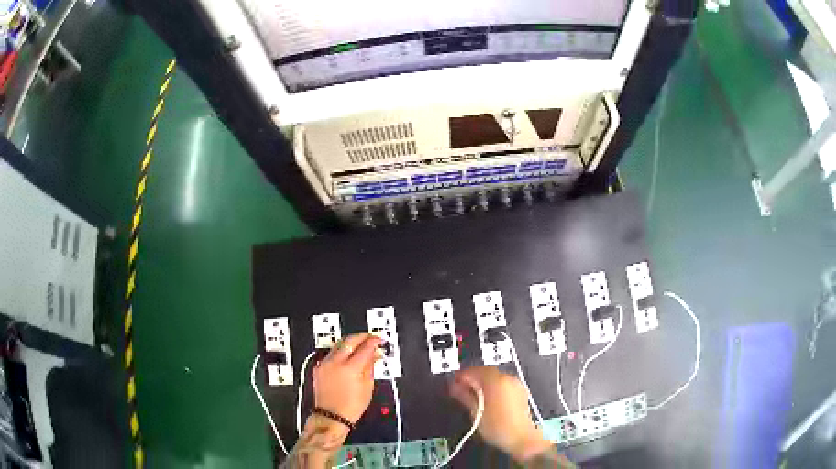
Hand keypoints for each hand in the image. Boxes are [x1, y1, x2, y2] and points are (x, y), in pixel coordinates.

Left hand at [313, 333, 381, 423]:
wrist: (332, 416)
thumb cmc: (351, 406)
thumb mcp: (367, 387)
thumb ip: (370, 366)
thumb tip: (374, 354)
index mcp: (350, 368)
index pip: (365, 347)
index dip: (374, 341)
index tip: (380, 340)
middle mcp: (335, 363)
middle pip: (349, 340)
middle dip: (362, 336)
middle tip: (371, 338)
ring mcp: (325, 364)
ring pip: (339, 344)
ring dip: (351, 342)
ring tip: (360, 345)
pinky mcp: (319, 367)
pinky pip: (331, 353)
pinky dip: (341, 351)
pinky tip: (348, 355)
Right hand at [449, 367, 551, 461]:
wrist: (521, 438)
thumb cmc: (496, 427)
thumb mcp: (476, 413)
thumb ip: (465, 396)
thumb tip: (454, 387)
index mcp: (495, 381)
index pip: (475, 371)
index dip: (462, 375)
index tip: (453, 382)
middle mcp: (507, 378)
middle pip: (486, 371)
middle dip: (472, 377)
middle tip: (460, 387)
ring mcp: (516, 384)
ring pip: (495, 376)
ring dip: (483, 381)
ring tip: (472, 393)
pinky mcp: (520, 391)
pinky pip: (503, 383)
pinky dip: (493, 386)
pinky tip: (487, 397)